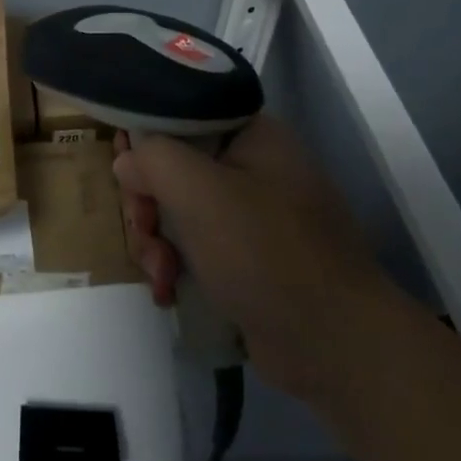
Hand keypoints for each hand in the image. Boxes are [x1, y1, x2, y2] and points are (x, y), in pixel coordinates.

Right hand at [113, 115, 385, 384]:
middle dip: (149, 202)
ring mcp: (254, 216)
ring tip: (161, 274)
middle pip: (175, 166)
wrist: (335, 346)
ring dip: (157, 240)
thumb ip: (153, 159)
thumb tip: (128, 160)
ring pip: (180, 210)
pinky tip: (170, 291)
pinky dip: (177, 264)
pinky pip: (197, 246)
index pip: (183, 114)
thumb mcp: (199, 192)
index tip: (124, 168)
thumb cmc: (266, 254)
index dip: (146, 137)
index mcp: (254, 135)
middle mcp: (255, 167)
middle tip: (143, 228)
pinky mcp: (250, 259)